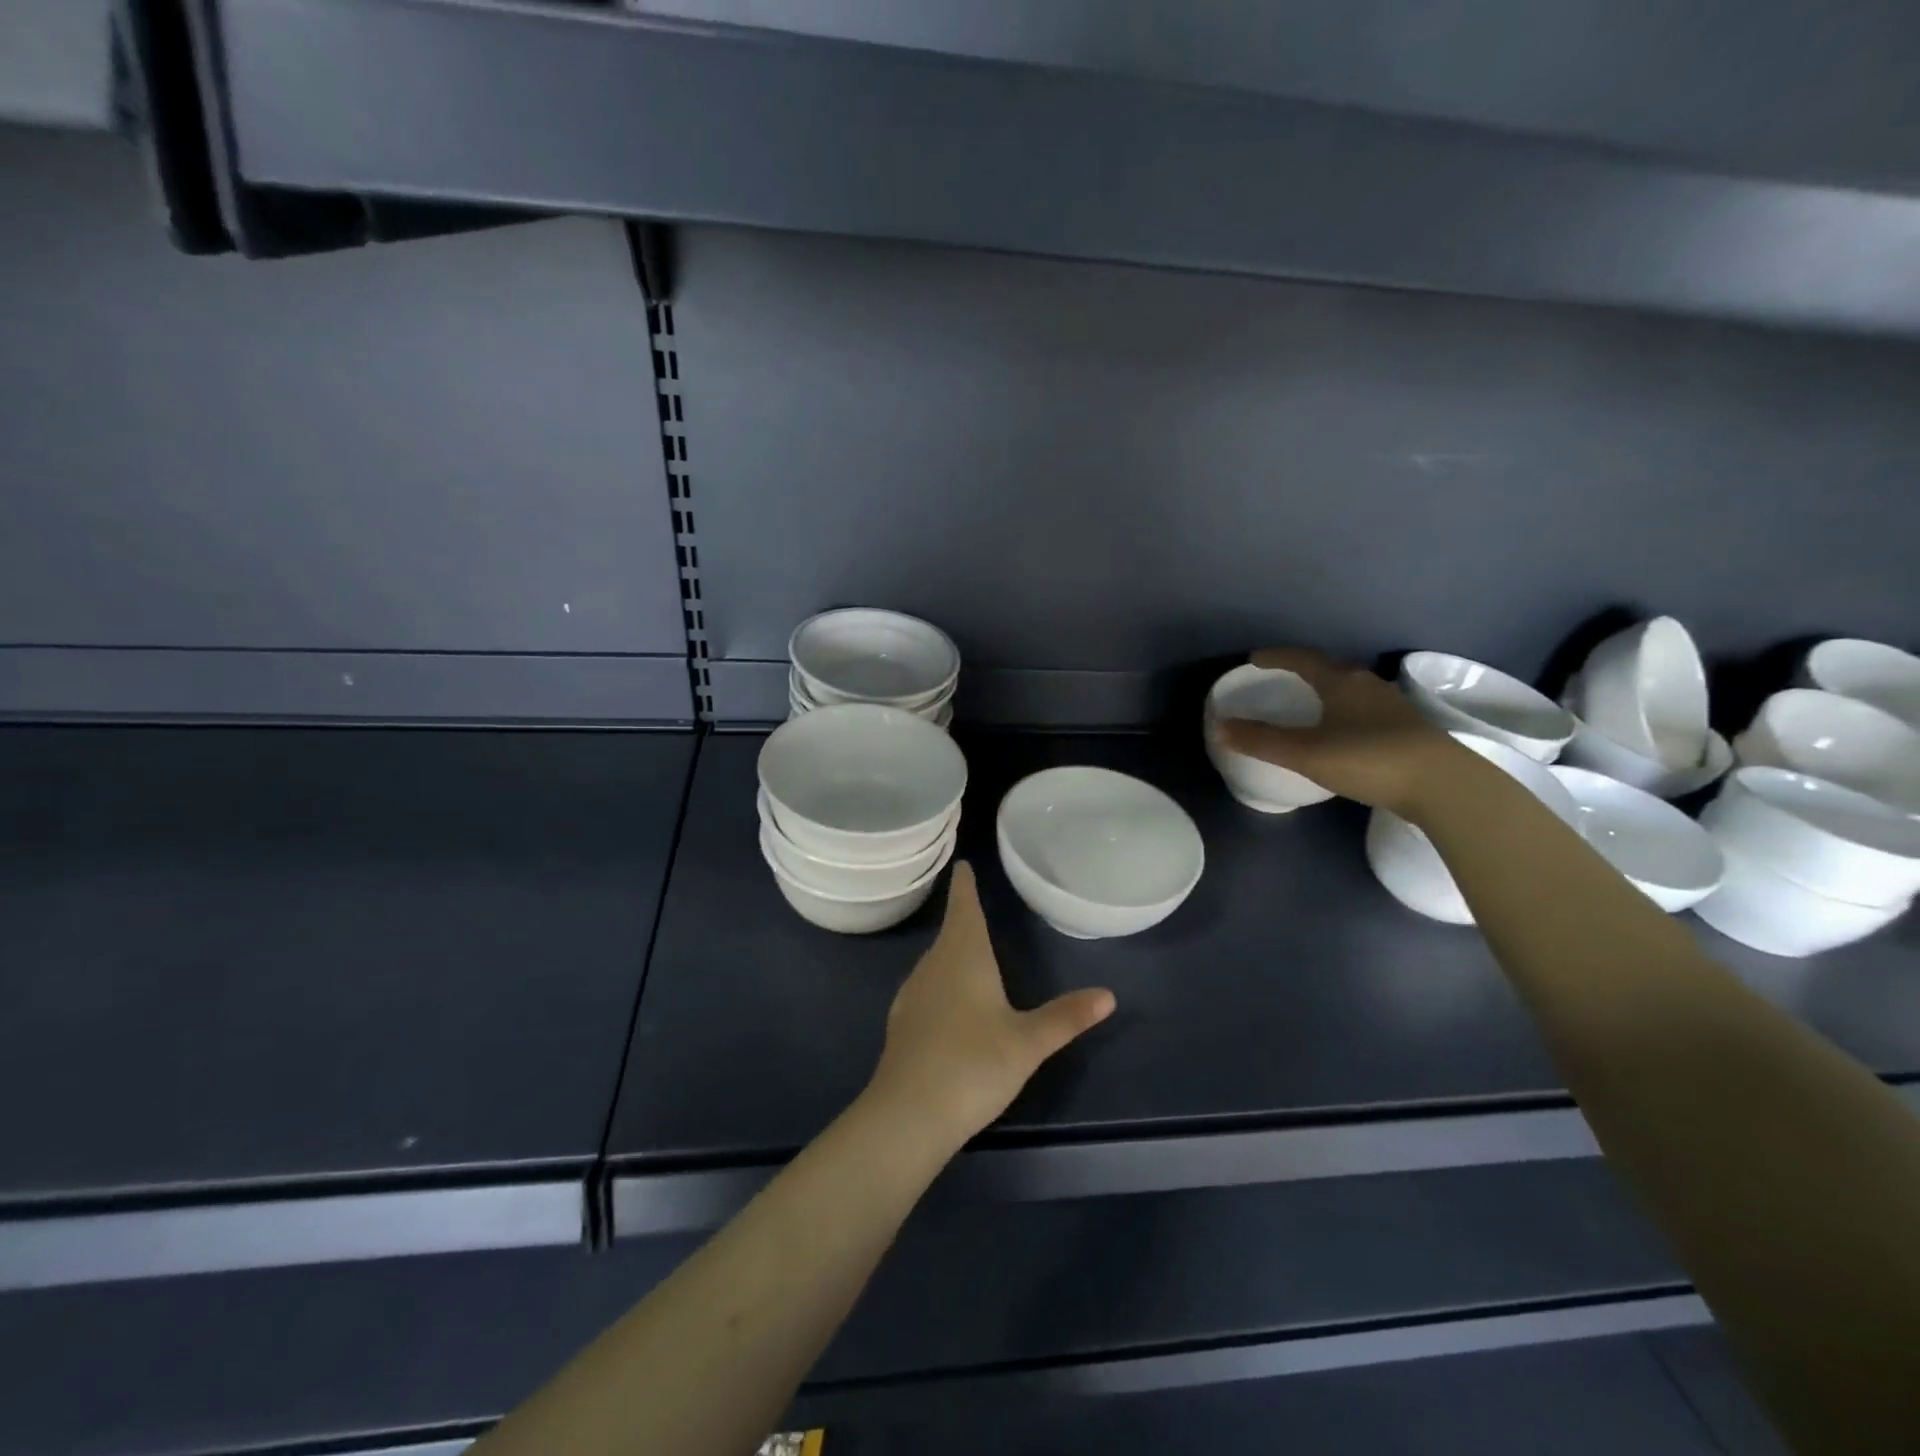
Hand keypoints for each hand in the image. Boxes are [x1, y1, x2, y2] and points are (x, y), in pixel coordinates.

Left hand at [866, 862, 1116, 1147]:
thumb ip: (1066, 1017)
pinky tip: (953, 1004)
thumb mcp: (1027, 1042)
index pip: (964, 906)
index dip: (965, 885)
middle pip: (950, 932)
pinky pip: (928, 987)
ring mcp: (913, 993)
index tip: (963, 864)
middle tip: (979, 905)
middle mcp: (933, 965)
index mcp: (963, 955)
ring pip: (937, 961)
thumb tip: (1108, 994)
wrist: (908, 1114)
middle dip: (964, 918)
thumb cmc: (973, 1064)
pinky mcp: (903, 1021)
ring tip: (971, 951)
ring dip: (953, 951)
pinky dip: (943, 982)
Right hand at [1215, 647, 1461, 814]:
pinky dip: (1346, 713)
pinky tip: (1345, 733)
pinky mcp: (1409, 729)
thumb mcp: (1306, 753)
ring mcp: (1393, 706)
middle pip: (1330, 670)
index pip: (1302, 659)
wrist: (1444, 785)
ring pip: (1352, 690)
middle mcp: (1368, 685)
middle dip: (1303, 672)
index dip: (1276, 657)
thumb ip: (1261, 741)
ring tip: (1311, 706)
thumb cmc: (1368, 759)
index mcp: (1341, 681)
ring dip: (1328, 693)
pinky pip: (1366, 710)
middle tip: (1281, 680)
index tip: (1255, 659)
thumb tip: (1220, 727)